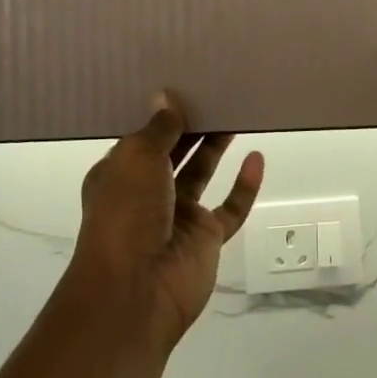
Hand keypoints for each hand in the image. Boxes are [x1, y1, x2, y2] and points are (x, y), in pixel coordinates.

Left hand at [70, 94, 264, 350]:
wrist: (134, 292)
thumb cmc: (125, 215)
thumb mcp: (136, 159)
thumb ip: (158, 128)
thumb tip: (165, 97)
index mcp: (120, 174)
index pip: (141, 138)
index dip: (160, 114)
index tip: (183, 85)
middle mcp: (147, 193)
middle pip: (174, 151)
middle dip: (192, 125)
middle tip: (216, 92)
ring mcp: (178, 217)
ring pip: (201, 173)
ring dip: (216, 146)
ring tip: (236, 113)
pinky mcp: (206, 239)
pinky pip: (230, 208)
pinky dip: (244, 186)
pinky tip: (257, 159)